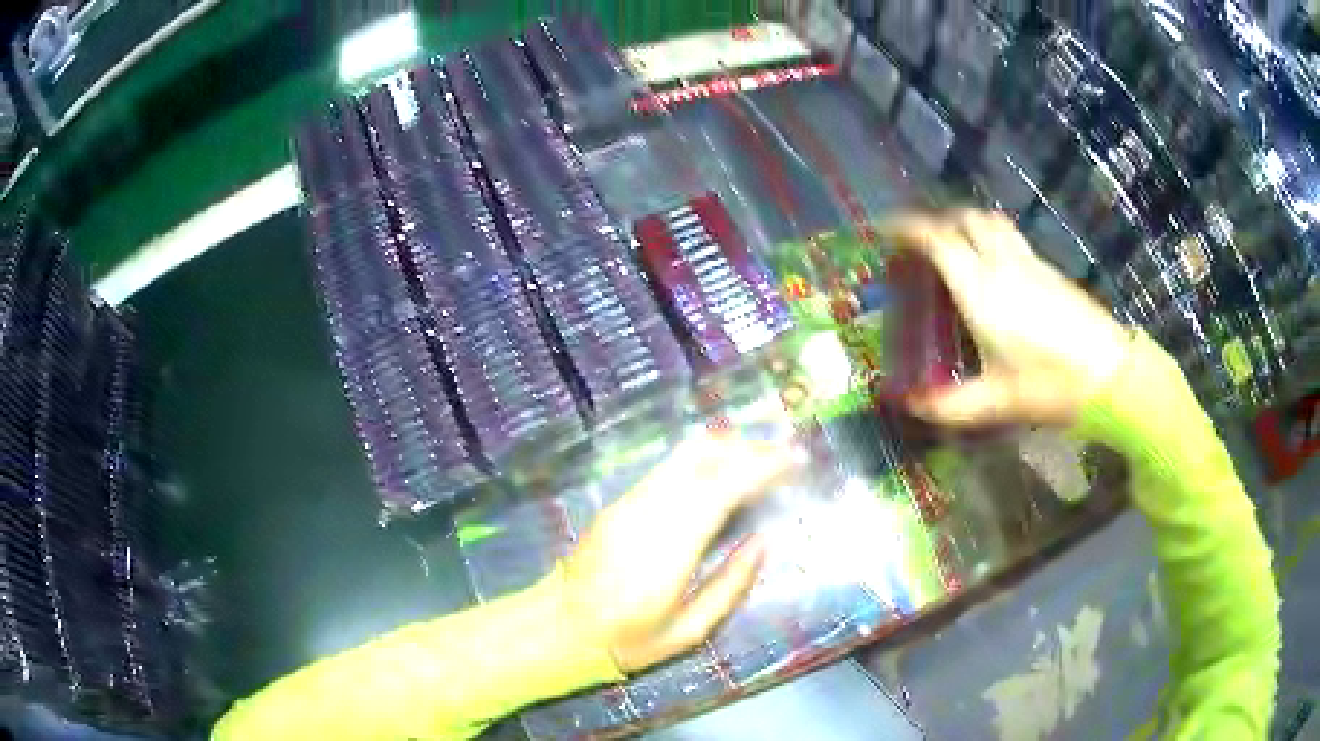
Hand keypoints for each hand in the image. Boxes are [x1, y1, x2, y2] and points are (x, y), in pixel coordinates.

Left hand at [561, 433, 801, 672]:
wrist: (559, 625)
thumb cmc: (627, 638)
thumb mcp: (688, 632)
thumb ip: (730, 586)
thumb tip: (763, 542)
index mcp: (670, 547)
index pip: (722, 487)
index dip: (762, 466)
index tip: (795, 460)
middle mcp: (648, 512)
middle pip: (704, 458)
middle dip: (750, 449)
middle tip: (786, 454)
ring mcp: (629, 503)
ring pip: (683, 455)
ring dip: (728, 448)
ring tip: (762, 458)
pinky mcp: (619, 502)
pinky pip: (667, 467)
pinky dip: (703, 459)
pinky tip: (722, 471)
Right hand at [882, 210, 1132, 426]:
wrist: (1110, 375)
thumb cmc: (1050, 384)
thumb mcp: (996, 402)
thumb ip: (950, 405)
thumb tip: (912, 405)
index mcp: (981, 289)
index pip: (938, 239)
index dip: (908, 229)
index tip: (886, 231)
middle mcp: (1002, 264)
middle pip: (965, 219)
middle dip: (938, 222)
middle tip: (922, 243)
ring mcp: (1030, 263)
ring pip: (990, 222)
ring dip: (966, 224)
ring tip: (955, 246)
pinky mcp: (1050, 270)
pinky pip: (1011, 238)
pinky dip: (990, 238)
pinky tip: (993, 269)